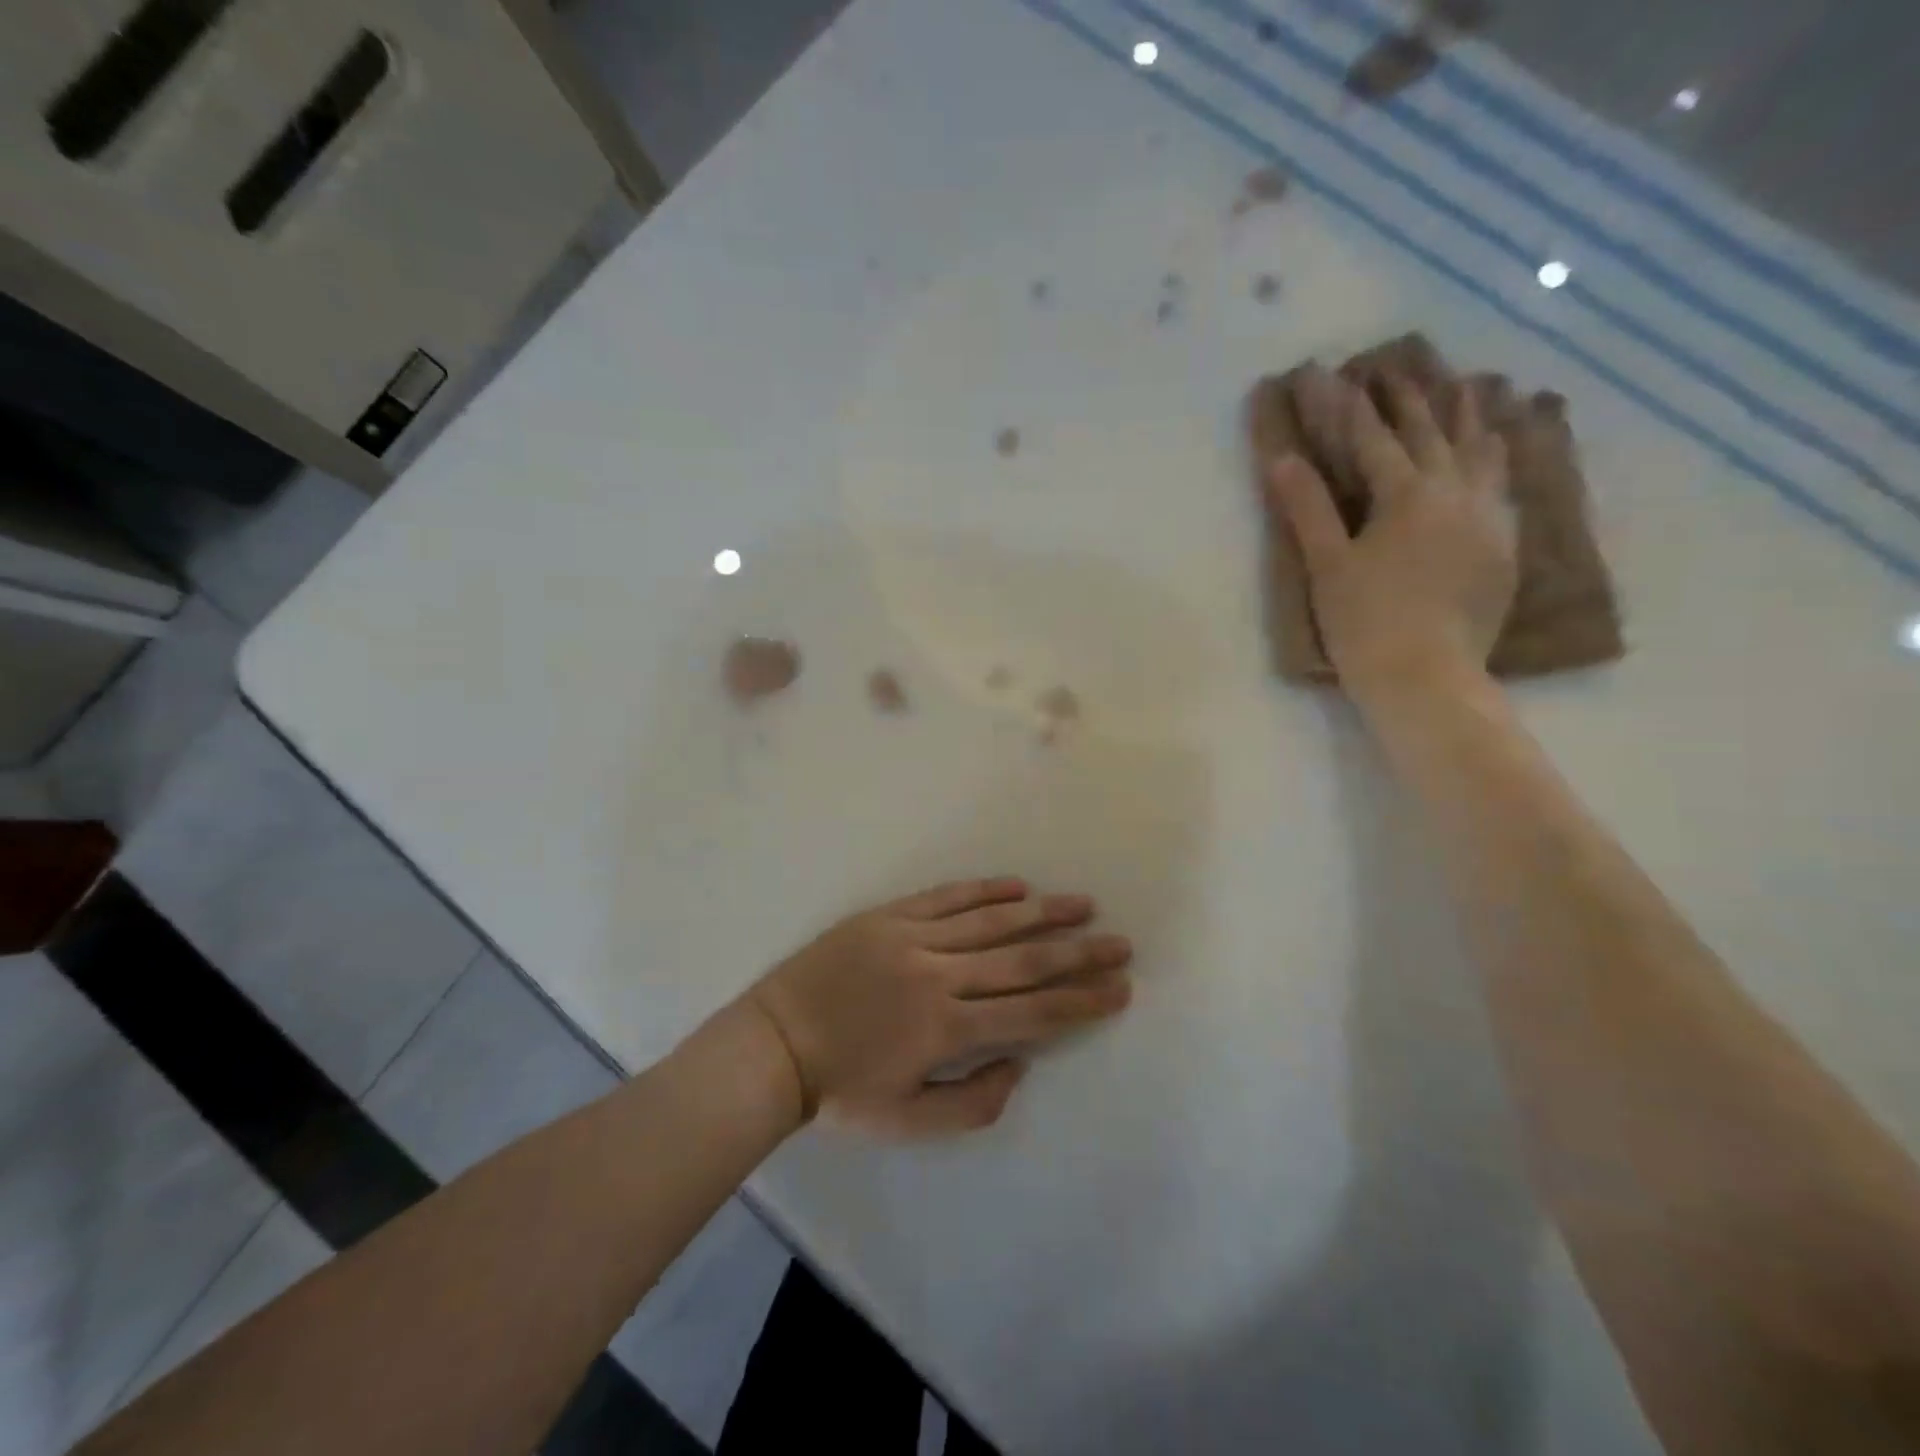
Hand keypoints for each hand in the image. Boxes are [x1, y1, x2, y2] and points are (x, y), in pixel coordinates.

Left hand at [745, 878, 1132, 1137]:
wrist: (774, 1045)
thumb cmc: (841, 1091)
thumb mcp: (906, 1122)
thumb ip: (971, 1103)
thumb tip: (1019, 1064)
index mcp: (946, 1030)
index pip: (1031, 1013)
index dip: (1081, 1002)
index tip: (1120, 988)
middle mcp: (939, 976)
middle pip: (1022, 962)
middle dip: (1077, 953)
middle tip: (1119, 942)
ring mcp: (913, 939)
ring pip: (990, 921)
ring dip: (1042, 913)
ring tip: (1082, 904)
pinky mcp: (889, 916)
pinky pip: (946, 897)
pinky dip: (984, 890)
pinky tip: (1017, 885)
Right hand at [1265, 364, 1516, 707]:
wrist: (1426, 677)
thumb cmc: (1364, 622)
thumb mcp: (1327, 565)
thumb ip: (1308, 507)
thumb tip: (1283, 458)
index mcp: (1408, 496)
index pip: (1375, 440)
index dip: (1352, 407)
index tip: (1338, 374)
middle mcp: (1457, 495)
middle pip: (1435, 435)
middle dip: (1414, 399)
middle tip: (1402, 366)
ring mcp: (1489, 520)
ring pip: (1484, 453)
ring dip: (1471, 417)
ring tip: (1470, 387)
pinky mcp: (1505, 548)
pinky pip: (1505, 486)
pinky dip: (1498, 459)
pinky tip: (1498, 453)